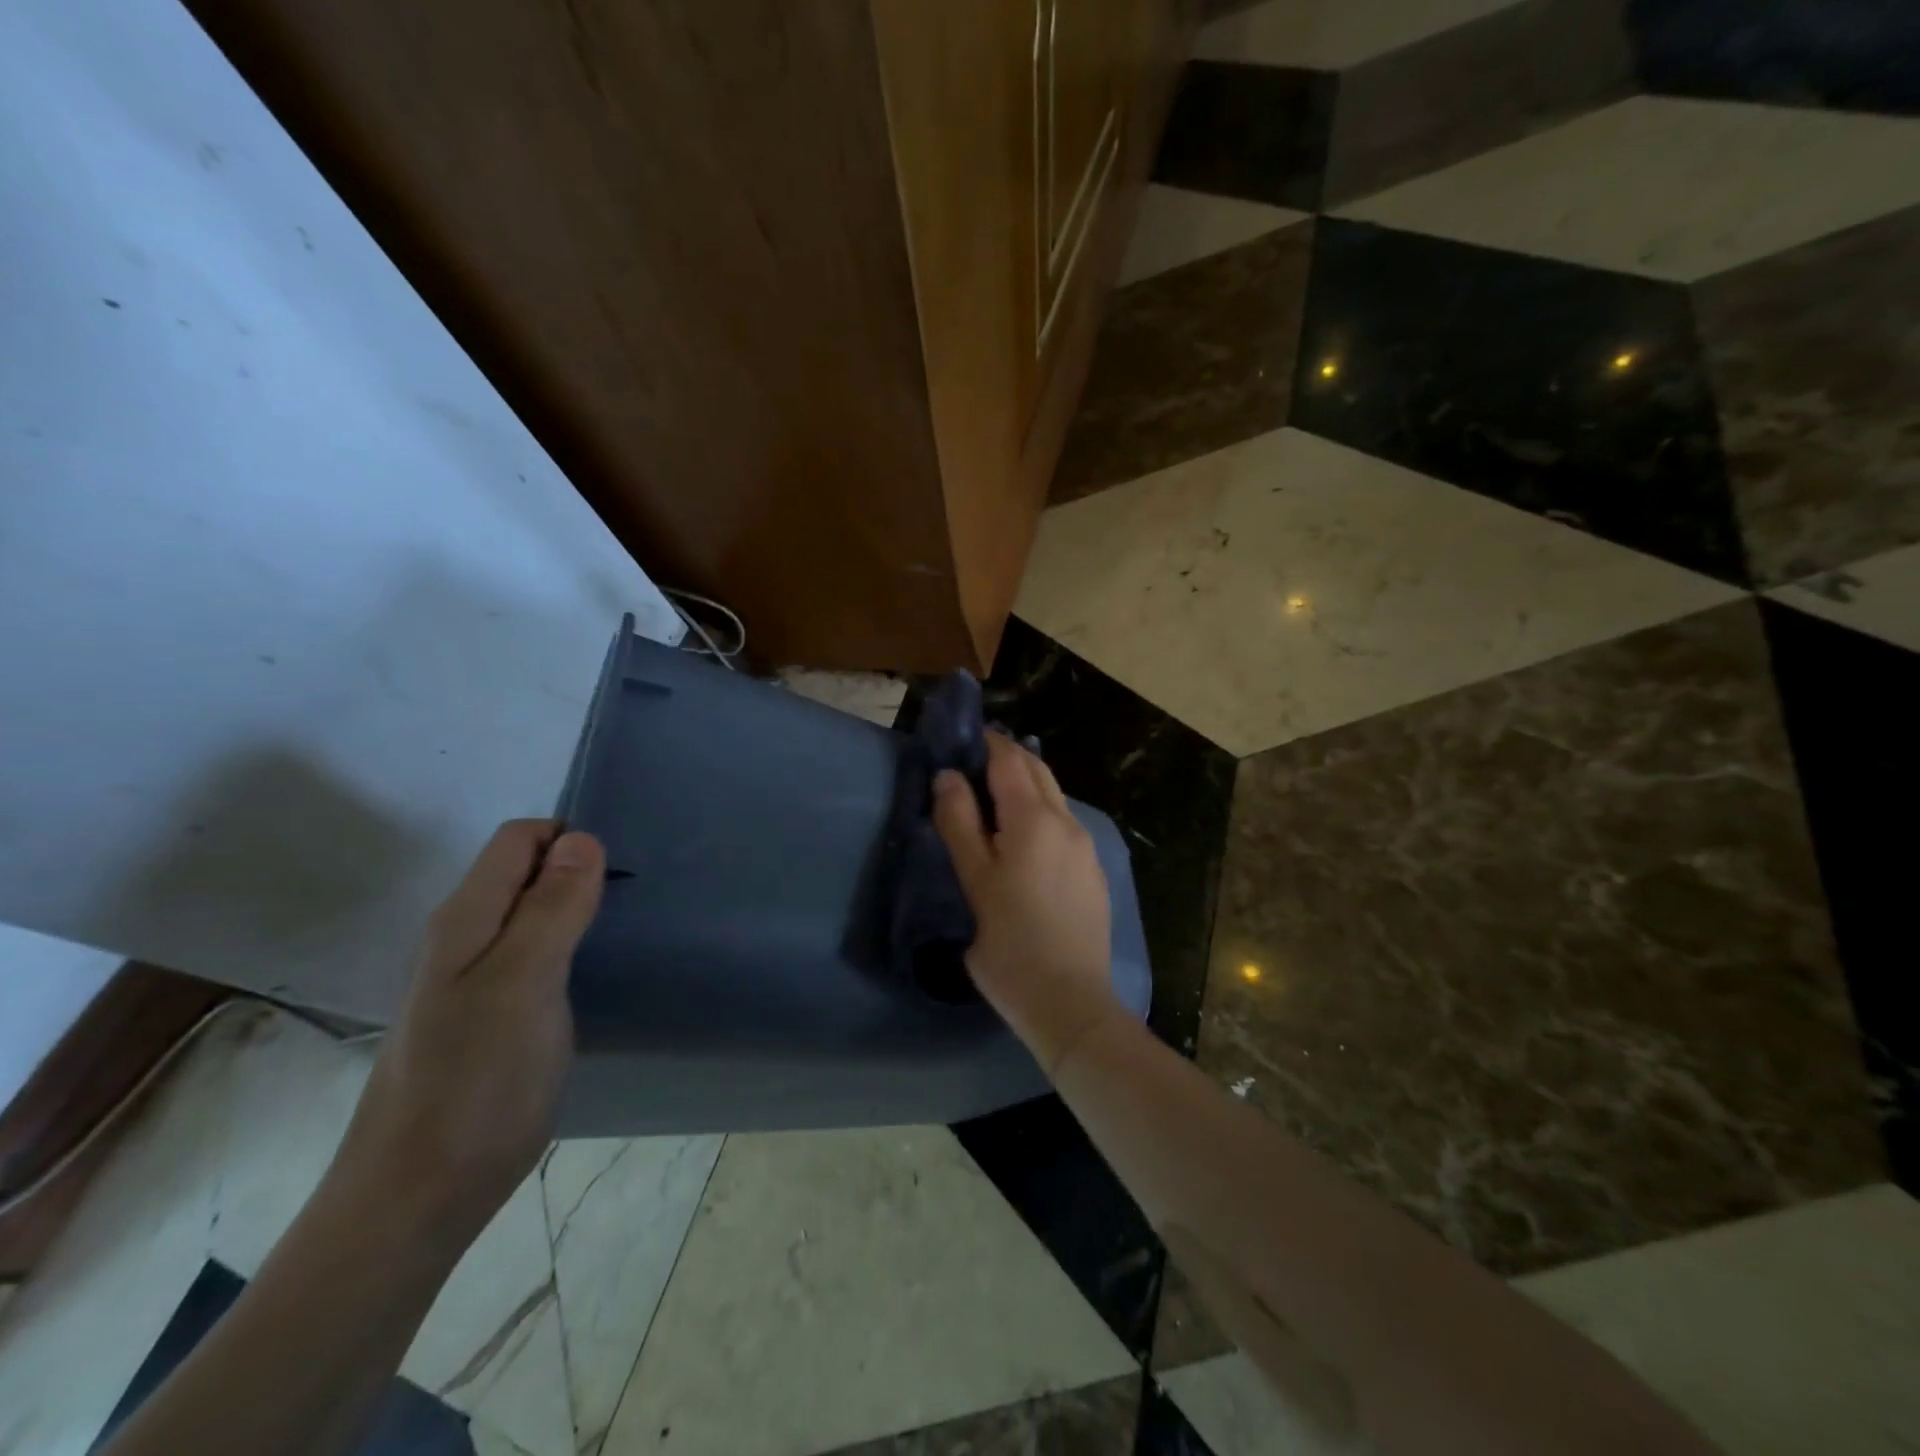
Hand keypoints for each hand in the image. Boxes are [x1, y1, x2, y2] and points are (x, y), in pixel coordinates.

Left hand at [333, 820, 603, 1245]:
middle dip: (582, 871)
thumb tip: (582, 838)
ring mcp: (475, 981)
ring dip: (579, 909)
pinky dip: (571, 948)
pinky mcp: (492, 1017)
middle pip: (527, 873)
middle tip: (634, 902)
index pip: (520, 838)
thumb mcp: (523, 983)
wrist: (416, 1201)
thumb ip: (551, 908)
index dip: (572, 839)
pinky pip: (536, 956)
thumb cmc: (476, 1084)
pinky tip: (597, 974)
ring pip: (534, 915)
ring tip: (627, 931)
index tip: (621, 871)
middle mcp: (465, 938)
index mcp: (466, 919)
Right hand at [933, 733, 1121, 1075]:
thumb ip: (959, 823)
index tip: (962, 740)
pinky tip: (1023, 837)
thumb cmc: (1009, 942)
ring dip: (1026, 785)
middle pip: (1038, 771)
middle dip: (1008, 758)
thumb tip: (948, 776)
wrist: (1069, 1001)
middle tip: (972, 763)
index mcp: (1034, 819)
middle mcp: (1067, 822)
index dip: (987, 743)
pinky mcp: (1093, 871)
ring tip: (992, 798)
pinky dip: (1041, 812)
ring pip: (1054, 797)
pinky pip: (1064, 824)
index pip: (1010, 760)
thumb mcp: (974, 881)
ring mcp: (1086, 847)